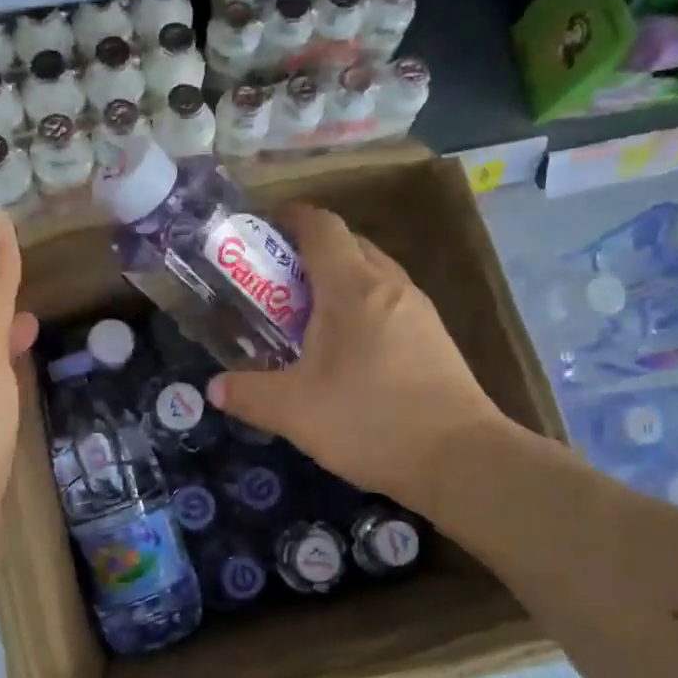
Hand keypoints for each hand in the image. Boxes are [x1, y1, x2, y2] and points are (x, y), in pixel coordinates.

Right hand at [206, 205, 509, 512]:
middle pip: (347, 244)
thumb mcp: (294, 411)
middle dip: (307, 254)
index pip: (321, 226)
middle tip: (273, 286)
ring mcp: (418, 310)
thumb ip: (248, 394)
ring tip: (305, 319)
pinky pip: (388, 301)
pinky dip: (360, 307)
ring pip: (371, 273)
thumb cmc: (371, 421)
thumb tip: (215, 388)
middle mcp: (389, 285)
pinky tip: (346, 351)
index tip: (261, 233)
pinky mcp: (434, 337)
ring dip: (335, 282)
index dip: (289, 219)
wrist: (462, 459)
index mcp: (352, 287)